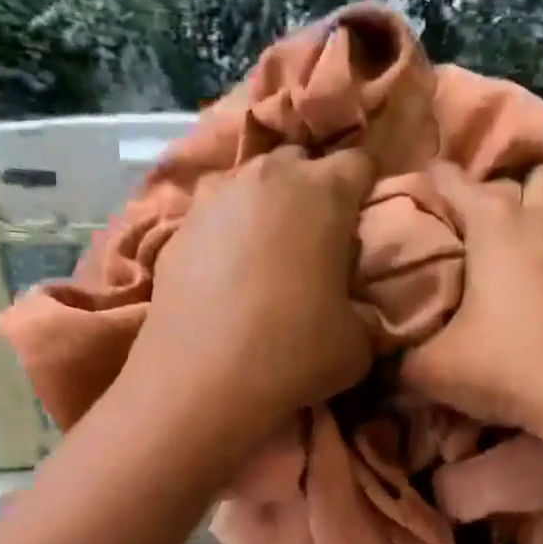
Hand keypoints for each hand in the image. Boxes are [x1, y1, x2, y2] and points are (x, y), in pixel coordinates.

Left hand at [129, 144, 376, 434]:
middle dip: (312, 190)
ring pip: (249, 184)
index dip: (367, 190)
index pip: (359, 164)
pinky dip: (224, 234)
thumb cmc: (293, 352)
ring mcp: (214, 199)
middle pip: (299, 164)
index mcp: (323, 192)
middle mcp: (267, 178)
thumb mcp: (357, 343)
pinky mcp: (176, 229)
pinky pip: (212, 217)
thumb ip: (365, 311)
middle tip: (316, 238)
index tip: (365, 221)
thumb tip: (356, 308)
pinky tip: (224, 273)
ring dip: (263, 207)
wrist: (201, 380)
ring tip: (266, 251)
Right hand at [400, 162, 542, 462]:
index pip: (453, 180)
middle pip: (530, 176)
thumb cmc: (511, 367)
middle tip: (477, 220)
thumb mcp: (435, 371)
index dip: (429, 179)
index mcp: (496, 226)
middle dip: (504, 187)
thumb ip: (400, 361)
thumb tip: (380, 363)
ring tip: (511, 258)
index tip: (413, 190)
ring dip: (538, 224)